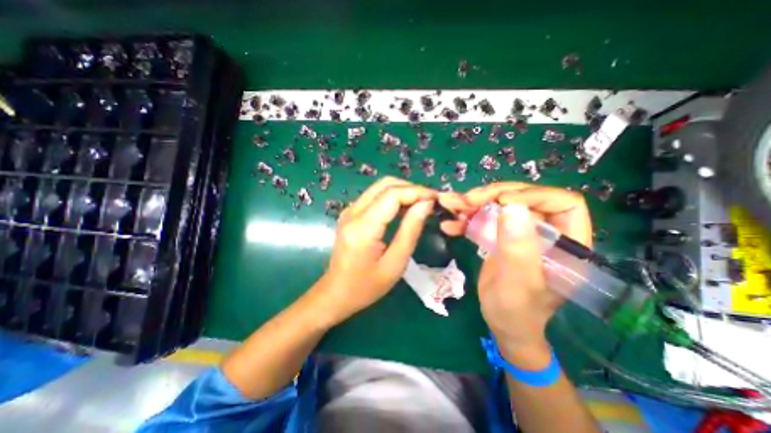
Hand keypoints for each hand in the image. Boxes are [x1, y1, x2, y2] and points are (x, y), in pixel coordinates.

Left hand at [317, 175, 436, 324]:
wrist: (336, 293)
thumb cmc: (366, 286)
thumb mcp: (395, 264)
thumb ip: (410, 231)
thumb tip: (426, 204)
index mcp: (363, 227)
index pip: (392, 194)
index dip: (417, 191)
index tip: (436, 198)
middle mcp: (353, 212)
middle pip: (385, 185)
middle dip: (411, 188)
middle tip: (429, 201)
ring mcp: (349, 211)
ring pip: (379, 187)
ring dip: (402, 191)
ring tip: (421, 203)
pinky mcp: (350, 214)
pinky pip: (374, 196)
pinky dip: (392, 197)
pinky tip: (404, 208)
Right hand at [464, 181, 591, 365]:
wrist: (502, 324)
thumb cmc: (517, 312)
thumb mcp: (518, 285)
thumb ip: (518, 250)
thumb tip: (511, 208)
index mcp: (566, 243)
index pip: (561, 203)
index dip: (531, 195)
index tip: (500, 202)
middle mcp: (545, 232)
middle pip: (523, 198)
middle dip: (492, 195)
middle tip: (465, 201)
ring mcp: (520, 232)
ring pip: (499, 205)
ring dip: (472, 203)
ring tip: (450, 205)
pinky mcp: (501, 236)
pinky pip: (484, 219)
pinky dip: (465, 219)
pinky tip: (449, 224)